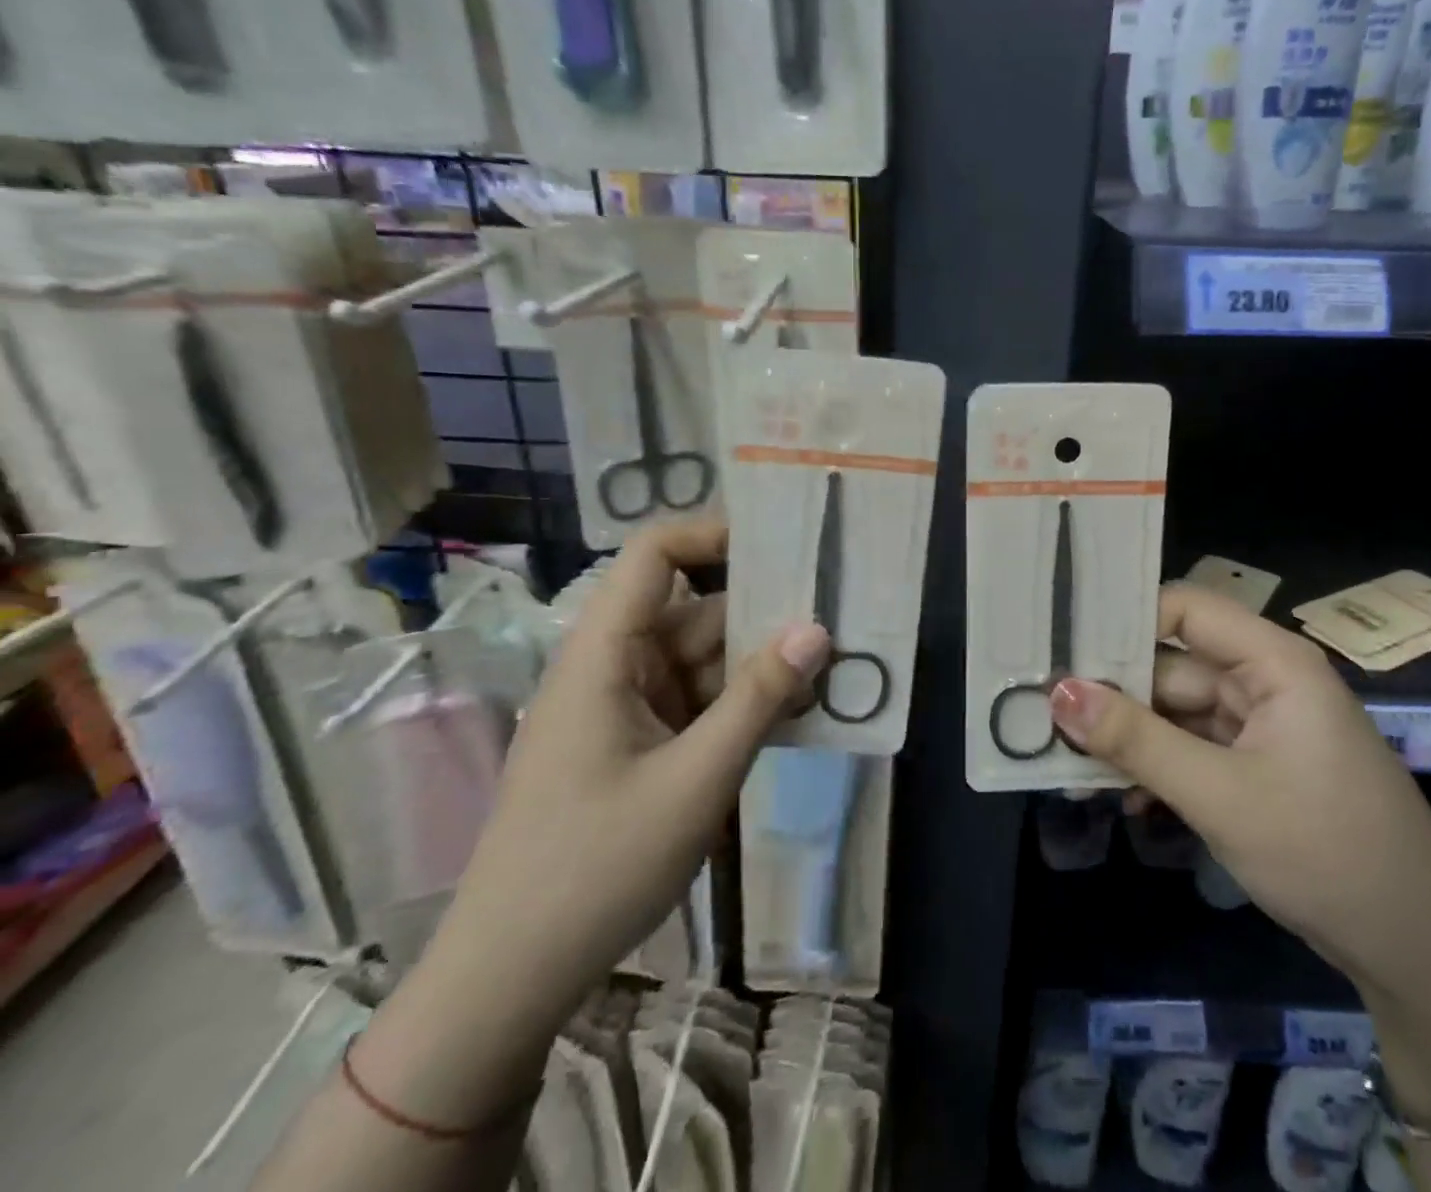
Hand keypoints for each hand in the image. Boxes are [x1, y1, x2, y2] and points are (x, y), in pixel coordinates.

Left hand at [430, 519, 829, 1024]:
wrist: (511, 979)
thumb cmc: (595, 868)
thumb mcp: (696, 780)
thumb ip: (759, 699)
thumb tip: (817, 629)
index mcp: (604, 654)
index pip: (654, 556)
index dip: (712, 534)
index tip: (782, 546)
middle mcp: (613, 667)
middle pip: (694, 612)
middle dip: (762, 616)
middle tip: (837, 621)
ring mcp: (624, 708)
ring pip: (703, 662)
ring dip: (759, 669)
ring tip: (830, 676)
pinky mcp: (637, 745)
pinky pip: (697, 704)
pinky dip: (741, 707)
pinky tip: (795, 719)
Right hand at [1048, 584, 1430, 994]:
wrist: (1419, 955)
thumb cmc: (1325, 852)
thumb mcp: (1219, 795)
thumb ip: (1135, 740)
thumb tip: (1058, 691)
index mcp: (1273, 662)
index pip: (1185, 609)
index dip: (1125, 619)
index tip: (1062, 643)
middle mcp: (1265, 681)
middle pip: (1172, 664)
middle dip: (1113, 691)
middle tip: (1043, 709)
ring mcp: (1261, 726)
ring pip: (1175, 711)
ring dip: (1128, 736)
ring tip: (1064, 755)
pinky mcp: (1256, 767)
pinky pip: (1191, 749)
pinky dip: (1156, 767)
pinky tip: (1120, 797)